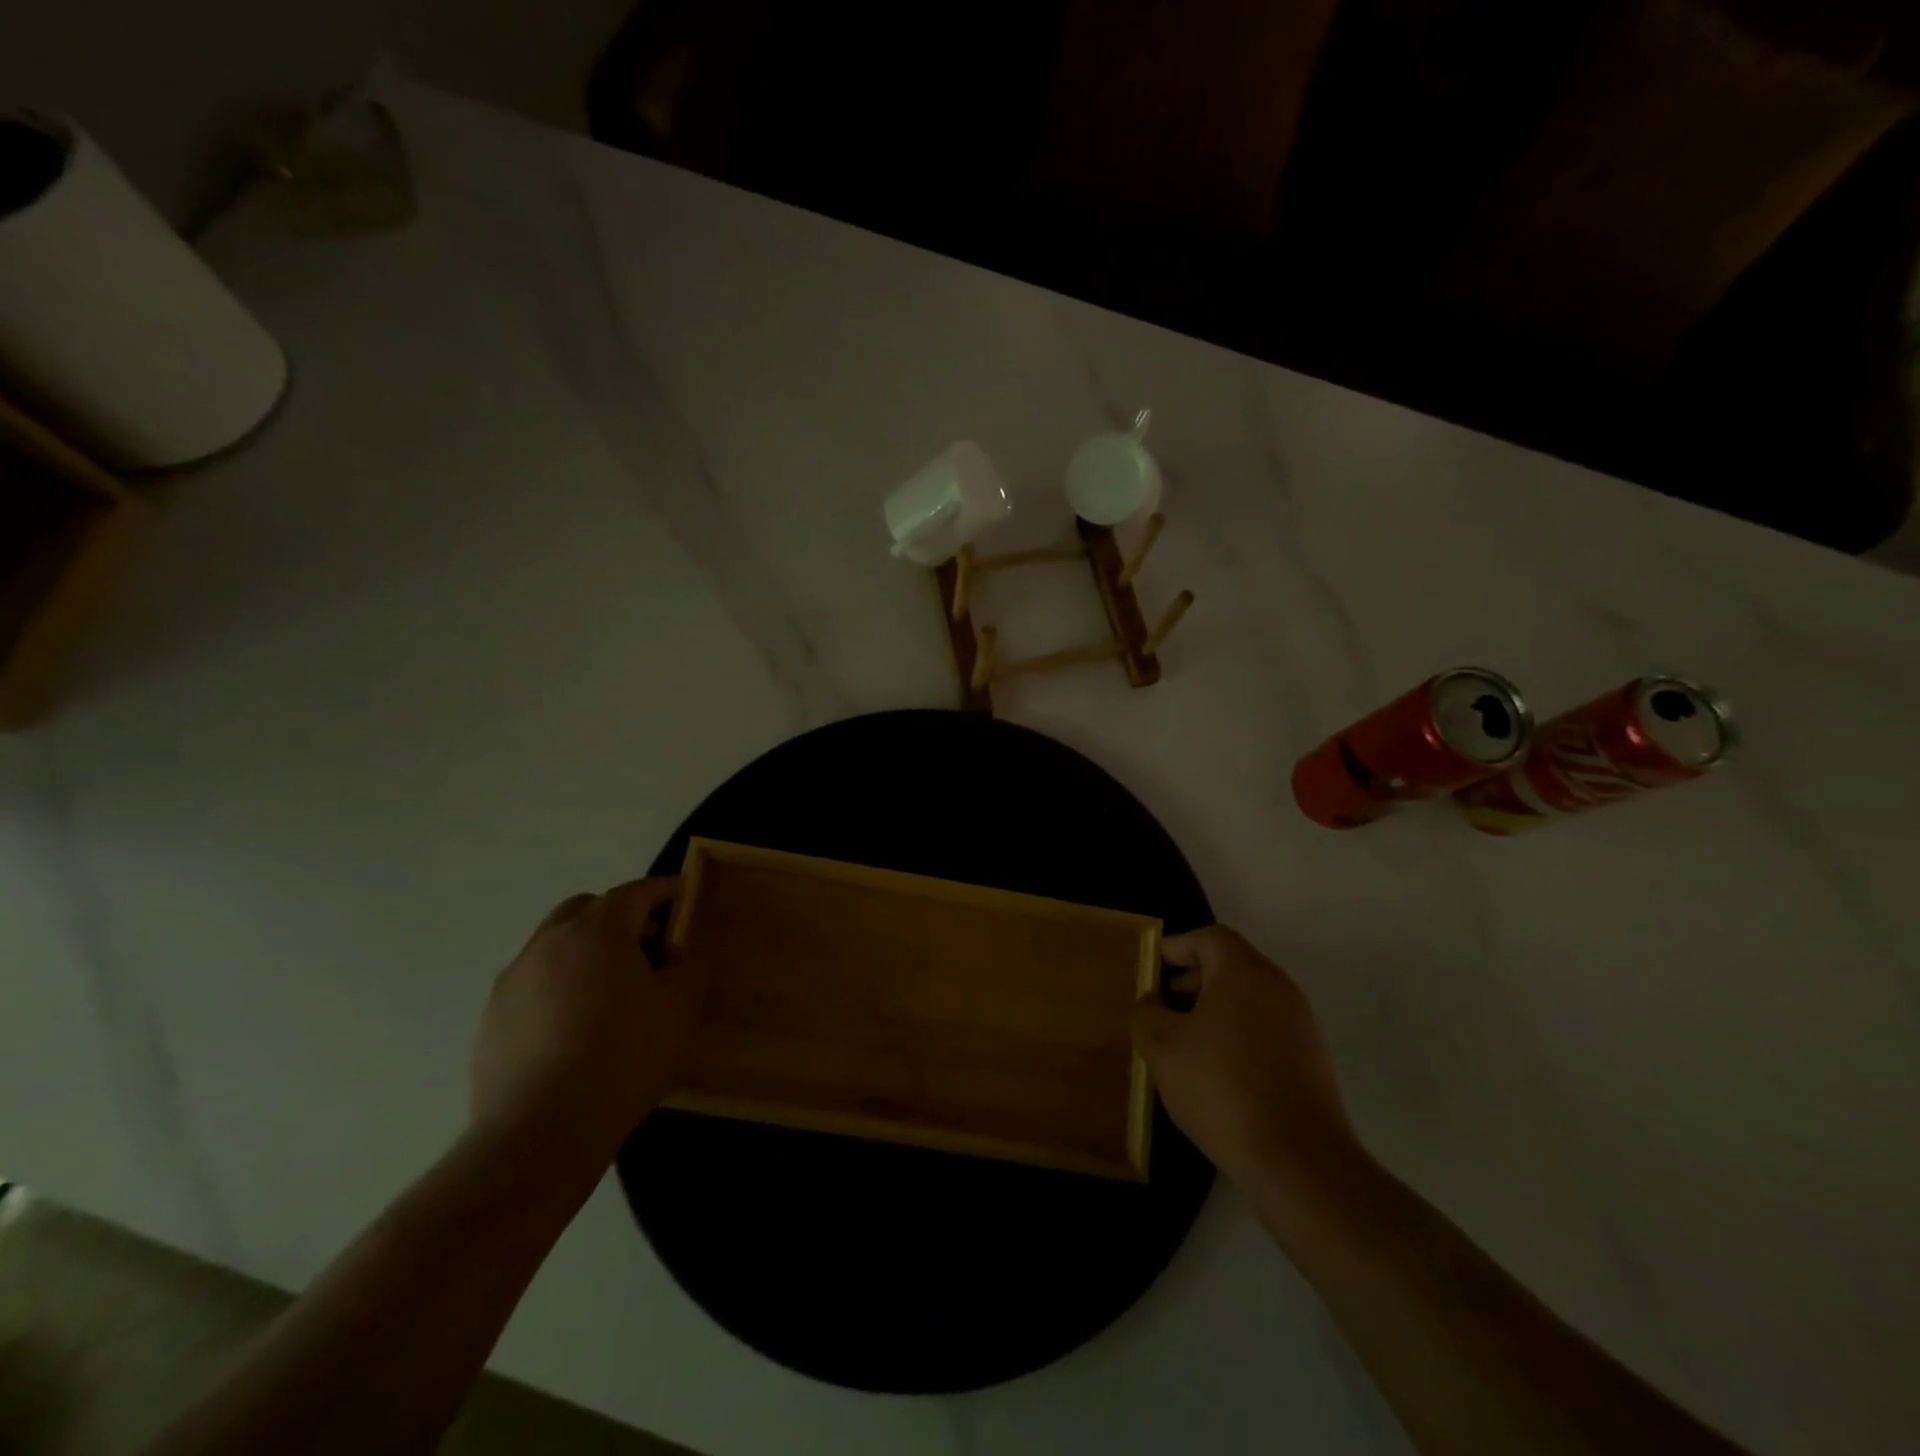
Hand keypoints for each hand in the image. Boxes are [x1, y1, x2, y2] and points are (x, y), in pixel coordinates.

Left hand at [470, 877, 704, 1174]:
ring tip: (610, 990)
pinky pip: (534, 984)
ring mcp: (514, 980)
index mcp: (598, 930)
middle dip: (619, 915)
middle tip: (646, 945)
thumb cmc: (624, 1056)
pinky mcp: (492, 1019)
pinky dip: (559, 986)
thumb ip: (689, 963)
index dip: (664, 890)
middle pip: (587, 909)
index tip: (683, 894)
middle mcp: (549, 942)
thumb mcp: (680, 1005)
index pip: (636, 892)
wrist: (541, 1132)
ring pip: (555, 945)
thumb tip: (681, 950)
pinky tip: (575, 1027)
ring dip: (585, 951)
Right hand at [1133, 925, 1356, 1193]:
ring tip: (1182, 1044)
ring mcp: (1300, 1024)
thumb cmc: (1222, 1088)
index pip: (1209, 937)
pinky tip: (1214, 1072)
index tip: (1151, 969)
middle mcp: (1278, 987)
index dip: (1176, 947)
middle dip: (1190, 981)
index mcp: (1244, 972)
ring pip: (1247, 999)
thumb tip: (1152, 1003)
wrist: (1300, 1162)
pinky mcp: (1310, 1059)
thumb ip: (1146, 1014)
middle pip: (1229, 965)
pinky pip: (1263, 1028)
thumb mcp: (1161, 1048)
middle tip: (1160, 1008)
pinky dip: (1235, 1034)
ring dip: (1211, 1010)